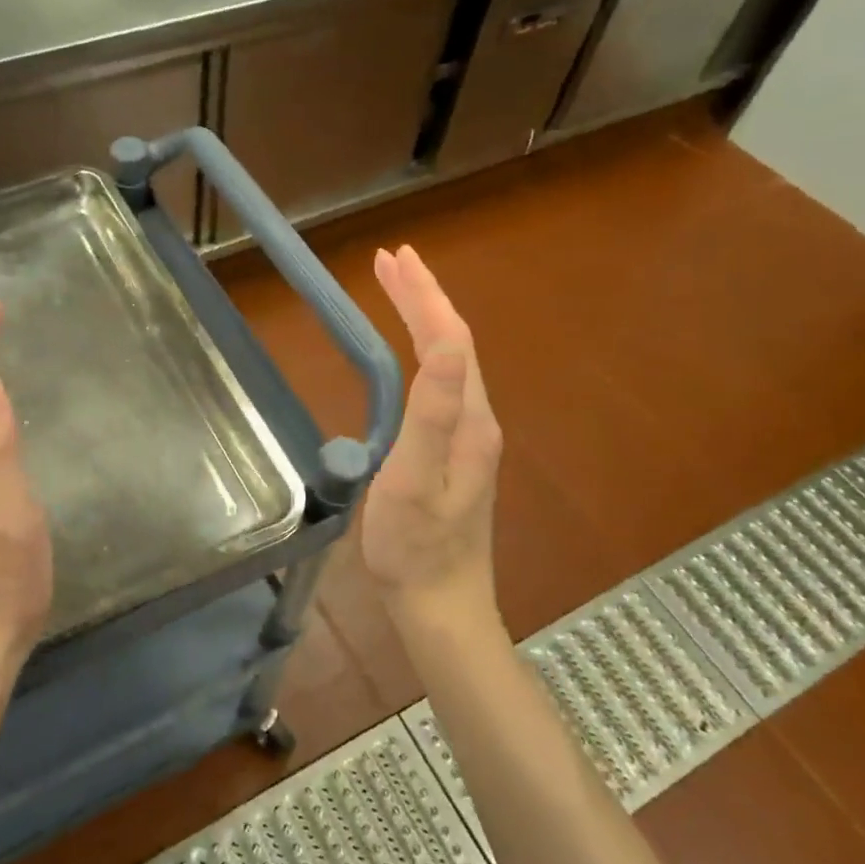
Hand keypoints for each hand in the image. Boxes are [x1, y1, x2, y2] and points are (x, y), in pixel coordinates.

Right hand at [360, 245, 502, 628]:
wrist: (439, 606)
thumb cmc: (414, 545)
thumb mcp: (415, 477)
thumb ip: (433, 411)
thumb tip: (448, 341)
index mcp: (469, 419)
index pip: (451, 339)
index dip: (424, 295)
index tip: (393, 257)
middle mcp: (476, 419)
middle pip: (454, 343)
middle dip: (422, 297)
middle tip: (389, 261)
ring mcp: (467, 437)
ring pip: (449, 361)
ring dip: (422, 319)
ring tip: (396, 290)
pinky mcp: (453, 452)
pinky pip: (441, 382)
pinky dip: (421, 350)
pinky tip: (408, 351)